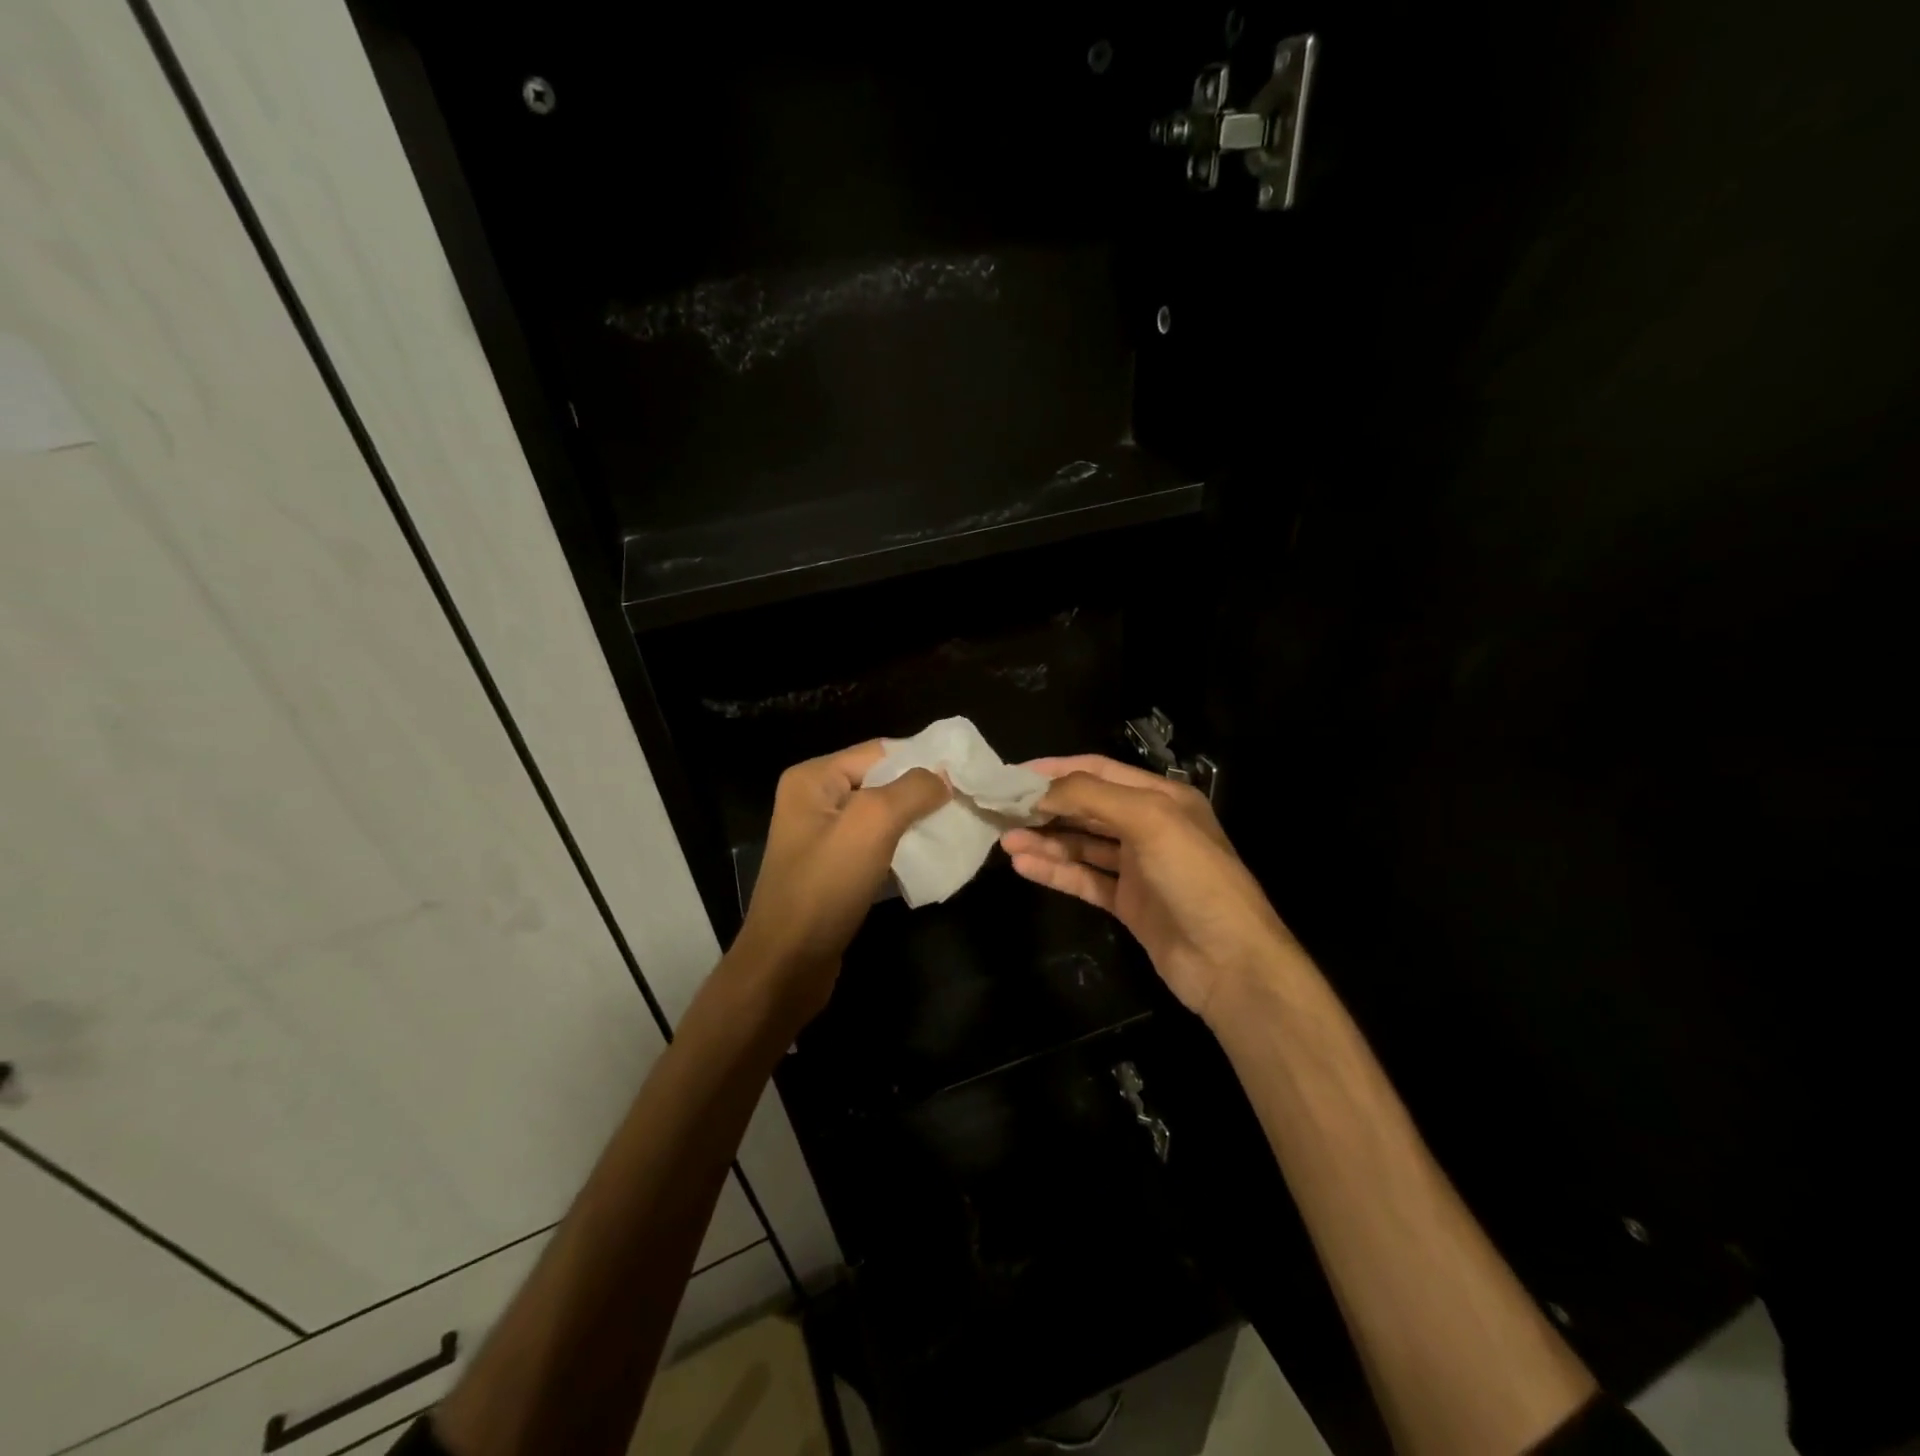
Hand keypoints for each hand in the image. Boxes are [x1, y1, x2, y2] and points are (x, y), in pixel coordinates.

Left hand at [730, 741, 948, 1021]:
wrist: (788, 965)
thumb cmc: (826, 886)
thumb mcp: (872, 824)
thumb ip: (912, 790)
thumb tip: (944, 777)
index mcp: (814, 778)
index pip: (881, 751)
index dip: (924, 760)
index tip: (968, 777)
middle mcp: (815, 800)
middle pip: (882, 782)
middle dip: (924, 793)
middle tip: (968, 805)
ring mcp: (823, 837)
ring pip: (883, 816)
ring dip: (917, 822)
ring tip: (957, 829)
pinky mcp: (834, 869)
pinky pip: (876, 845)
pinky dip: (904, 848)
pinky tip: (932, 857)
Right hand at [1000, 755, 1297, 1021]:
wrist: (1229, 962)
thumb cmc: (1194, 877)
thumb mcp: (1149, 820)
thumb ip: (1093, 796)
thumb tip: (1041, 790)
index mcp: (1161, 797)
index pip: (1099, 770)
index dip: (1056, 770)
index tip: (1013, 775)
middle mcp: (1148, 826)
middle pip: (1086, 808)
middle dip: (1045, 807)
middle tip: (1002, 810)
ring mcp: (1137, 867)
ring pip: (1081, 845)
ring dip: (1045, 841)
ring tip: (1006, 841)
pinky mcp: (1128, 902)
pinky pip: (1084, 879)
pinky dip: (1056, 871)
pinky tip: (1025, 867)